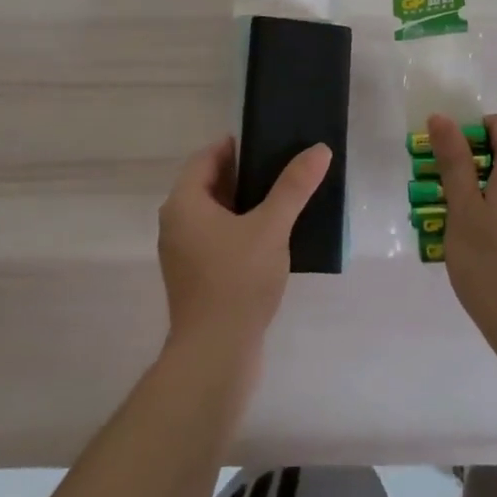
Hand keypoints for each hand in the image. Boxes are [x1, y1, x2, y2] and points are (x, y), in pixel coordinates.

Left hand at [157, 136, 332, 363]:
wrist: (215, 355)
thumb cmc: (237, 281)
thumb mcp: (271, 227)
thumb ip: (294, 186)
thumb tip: (319, 149)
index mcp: (184, 203)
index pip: (207, 157)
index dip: (237, 146)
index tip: (270, 142)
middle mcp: (176, 223)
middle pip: (210, 184)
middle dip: (246, 174)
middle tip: (284, 167)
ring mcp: (184, 253)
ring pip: (216, 213)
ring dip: (246, 203)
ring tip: (285, 198)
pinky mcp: (196, 277)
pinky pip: (218, 238)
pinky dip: (241, 229)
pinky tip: (273, 237)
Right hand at [427, 113, 496, 339]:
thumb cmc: (488, 259)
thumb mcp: (461, 206)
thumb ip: (454, 159)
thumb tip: (442, 118)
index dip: (475, 130)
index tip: (450, 155)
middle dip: (474, 162)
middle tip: (443, 190)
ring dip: (486, 188)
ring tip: (458, 220)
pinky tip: (482, 242)